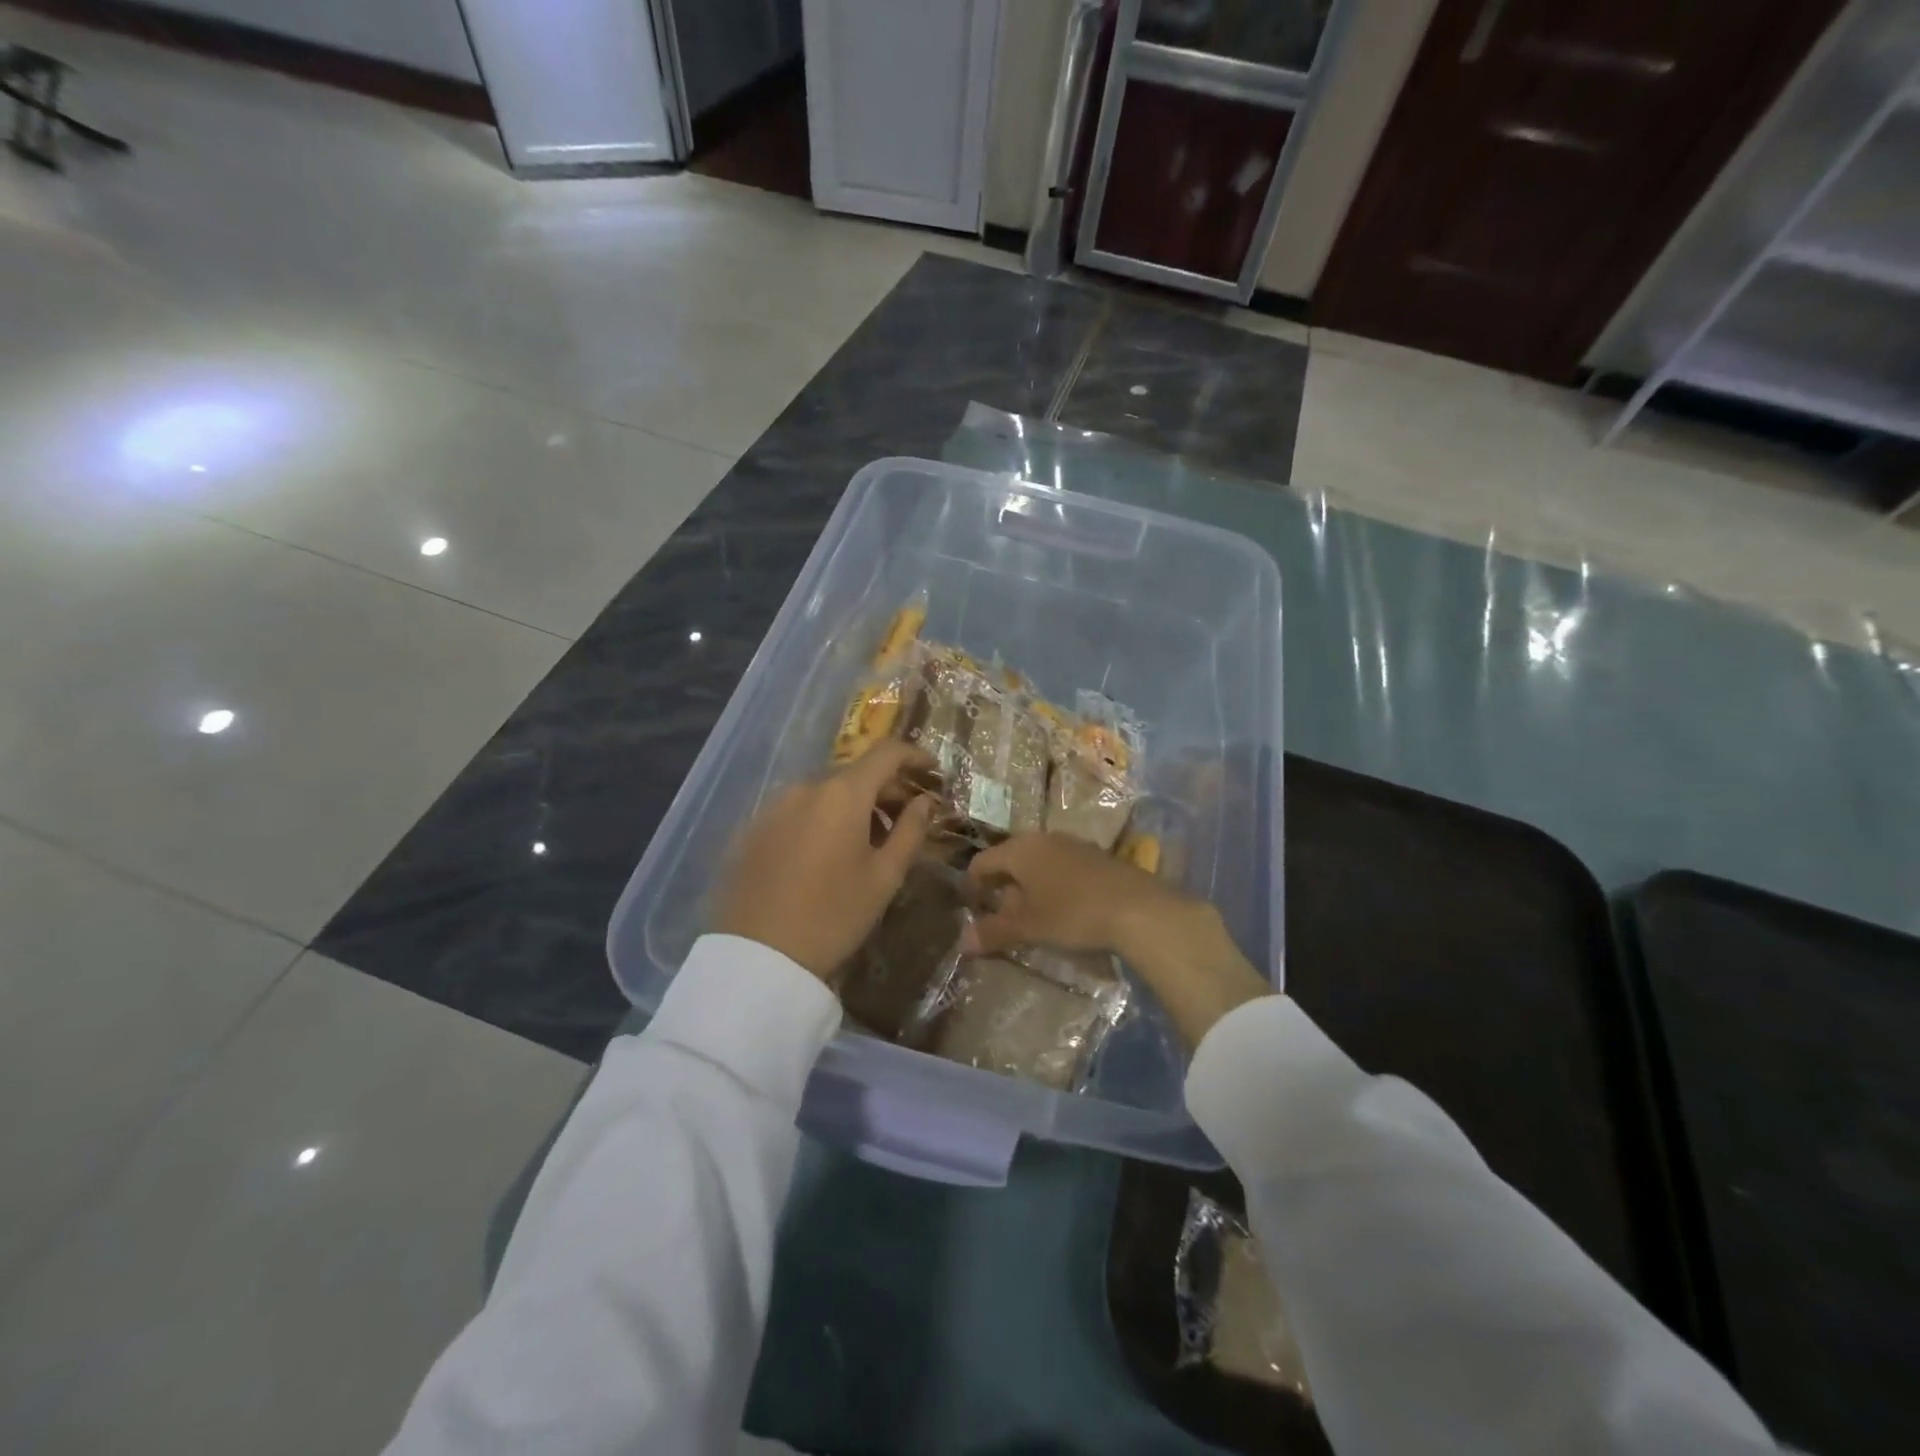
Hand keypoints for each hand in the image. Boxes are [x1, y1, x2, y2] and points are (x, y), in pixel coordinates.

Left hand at [718, 741, 936, 978]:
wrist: (757, 958)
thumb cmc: (833, 916)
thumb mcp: (884, 878)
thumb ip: (911, 831)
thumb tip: (925, 801)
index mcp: (842, 794)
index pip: (886, 753)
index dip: (914, 756)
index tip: (933, 773)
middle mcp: (805, 787)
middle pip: (854, 774)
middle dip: (885, 790)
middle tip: (906, 819)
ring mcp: (772, 806)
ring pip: (824, 793)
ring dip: (852, 807)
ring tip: (865, 843)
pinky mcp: (751, 829)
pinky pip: (797, 812)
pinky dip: (820, 820)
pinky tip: (825, 856)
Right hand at [965, 832, 1270, 1048]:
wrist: (1139, 908)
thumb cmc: (1073, 913)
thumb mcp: (1029, 926)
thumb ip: (994, 931)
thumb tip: (963, 941)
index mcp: (1020, 849)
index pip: (982, 861)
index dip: (972, 885)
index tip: (970, 909)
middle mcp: (1044, 839)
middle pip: (1011, 859)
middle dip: (1001, 886)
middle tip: (997, 915)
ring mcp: (1073, 845)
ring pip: (1038, 862)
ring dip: (1028, 886)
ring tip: (1029, 916)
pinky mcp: (1097, 857)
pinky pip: (1062, 867)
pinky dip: (1052, 886)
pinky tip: (1062, 910)